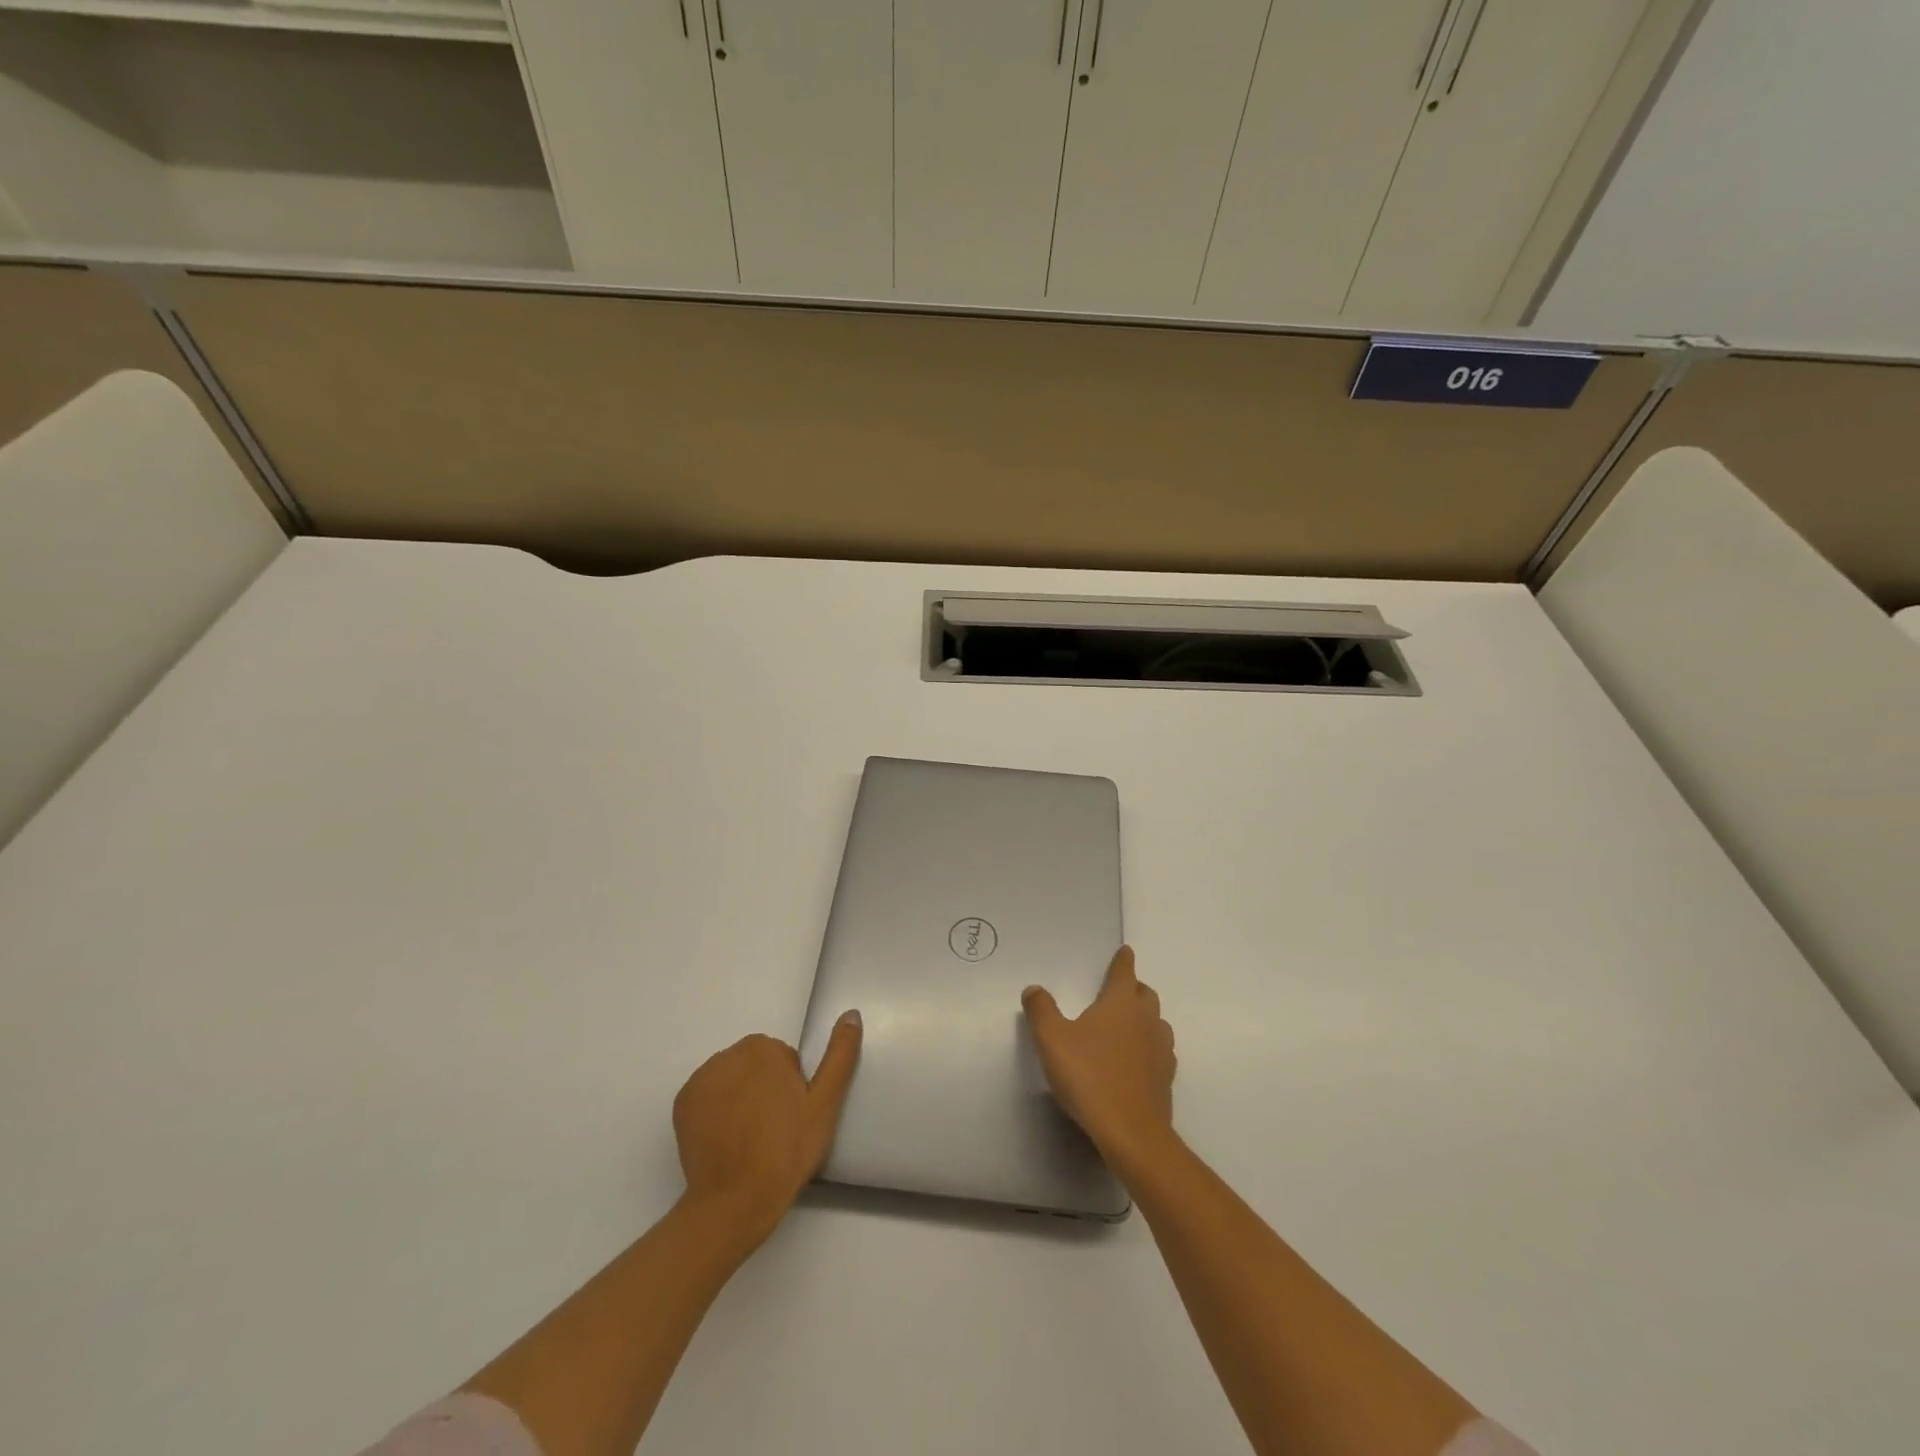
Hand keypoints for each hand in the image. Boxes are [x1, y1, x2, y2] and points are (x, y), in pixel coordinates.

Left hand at [671, 1012, 861, 1248]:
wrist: (735, 1202)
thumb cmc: (787, 1149)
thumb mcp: (825, 1102)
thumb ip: (839, 1054)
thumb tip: (852, 1014)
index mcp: (761, 1048)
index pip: (784, 1058)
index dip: (793, 1087)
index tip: (793, 1116)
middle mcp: (726, 1055)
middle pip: (756, 1066)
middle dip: (766, 1088)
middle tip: (776, 1128)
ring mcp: (700, 1080)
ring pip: (732, 1080)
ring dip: (741, 1098)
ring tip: (752, 1137)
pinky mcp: (682, 1105)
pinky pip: (708, 1097)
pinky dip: (717, 1111)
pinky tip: (728, 1140)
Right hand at [1022, 946, 1175, 1165]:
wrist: (1131, 1132)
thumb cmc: (1089, 1076)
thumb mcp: (1052, 1040)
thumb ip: (1041, 1010)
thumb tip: (1034, 989)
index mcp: (1121, 1003)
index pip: (1125, 972)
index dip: (1123, 960)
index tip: (1126, 951)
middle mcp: (1146, 1020)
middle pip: (1145, 994)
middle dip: (1134, 988)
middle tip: (1119, 991)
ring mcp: (1161, 1049)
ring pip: (1157, 1022)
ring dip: (1144, 1018)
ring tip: (1127, 1025)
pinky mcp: (1166, 1078)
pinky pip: (1159, 1051)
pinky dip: (1148, 1047)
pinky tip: (1135, 1060)